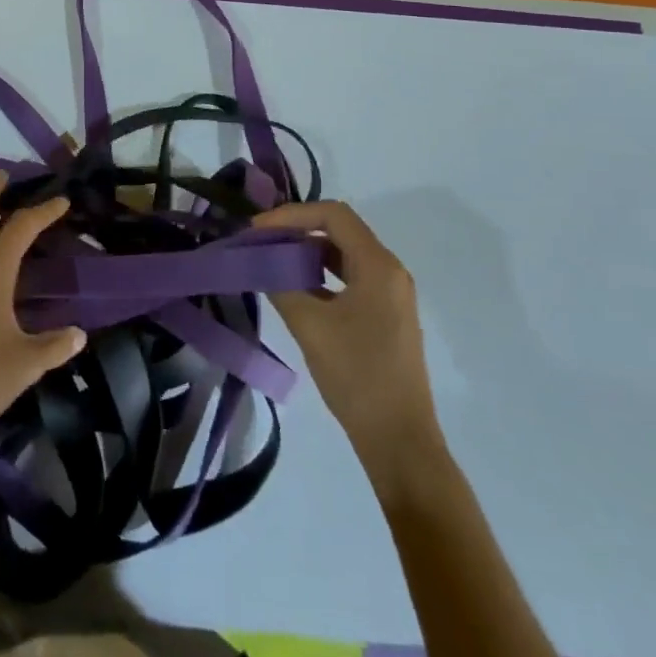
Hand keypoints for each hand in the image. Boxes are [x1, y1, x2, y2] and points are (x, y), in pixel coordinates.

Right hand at [252, 201, 444, 491]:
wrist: (399, 441)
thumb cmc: (357, 376)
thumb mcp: (310, 325)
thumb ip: (279, 283)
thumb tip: (256, 259)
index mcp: (378, 266)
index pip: (332, 215)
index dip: (291, 215)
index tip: (258, 230)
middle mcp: (389, 271)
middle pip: (339, 230)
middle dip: (296, 230)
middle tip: (260, 241)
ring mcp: (390, 295)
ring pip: (343, 254)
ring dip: (306, 252)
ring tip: (272, 260)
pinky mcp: (385, 316)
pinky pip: (349, 278)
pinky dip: (320, 274)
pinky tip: (294, 288)